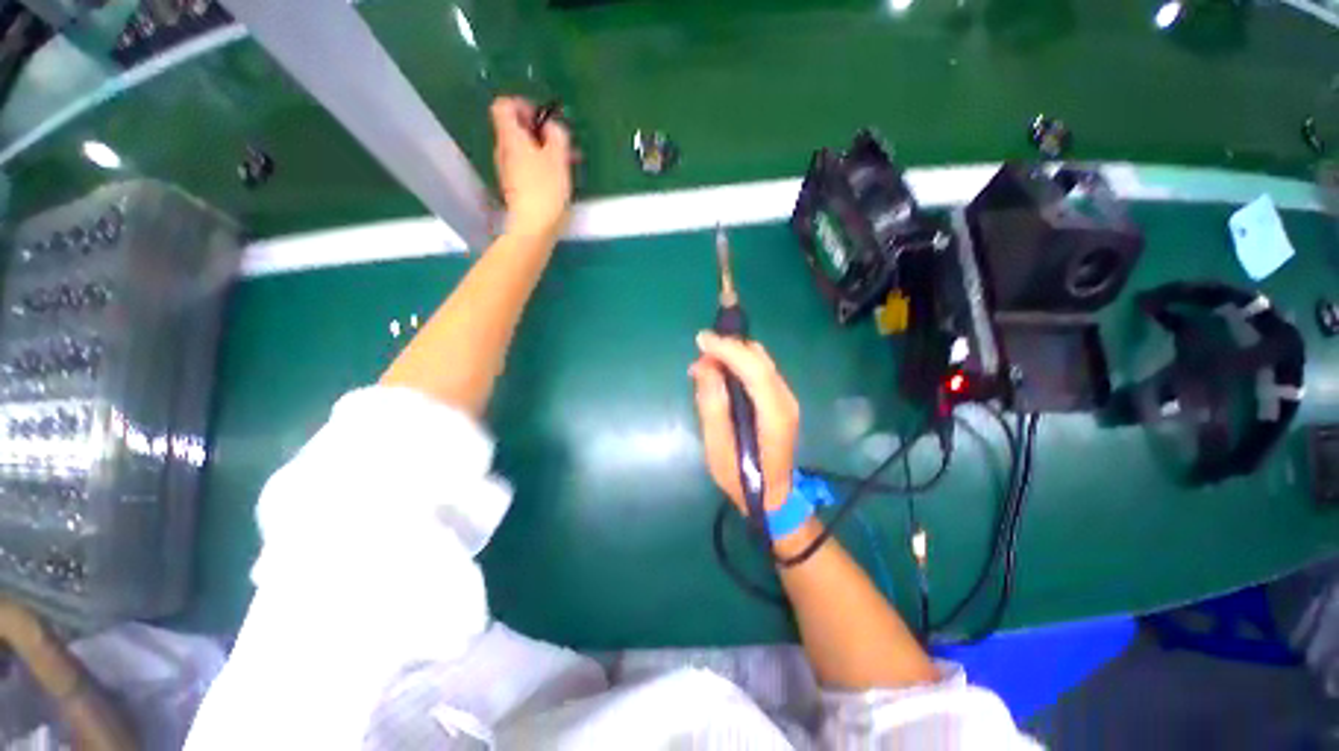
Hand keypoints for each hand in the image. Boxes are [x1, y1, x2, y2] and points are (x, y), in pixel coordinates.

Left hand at [490, 97, 573, 237]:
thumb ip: (557, 135)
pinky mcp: (515, 188)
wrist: (534, 227)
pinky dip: (540, 165)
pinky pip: (526, 167)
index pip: (504, 106)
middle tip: (560, 141)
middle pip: (514, 128)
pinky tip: (558, 177)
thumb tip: (552, 127)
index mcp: (510, 137)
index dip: (523, 105)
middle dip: (538, 130)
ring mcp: (508, 171)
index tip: (543, 118)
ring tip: (565, 161)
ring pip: (523, 149)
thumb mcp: (558, 157)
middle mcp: (503, 151)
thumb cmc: (546, 189)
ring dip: (543, 149)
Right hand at [690, 331, 799, 514]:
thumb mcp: (718, 447)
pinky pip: (760, 370)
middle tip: (700, 356)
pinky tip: (721, 374)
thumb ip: (712, 406)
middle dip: (728, 348)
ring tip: (706, 365)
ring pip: (760, 361)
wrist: (774, 496)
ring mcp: (786, 398)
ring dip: (733, 355)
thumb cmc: (742, 477)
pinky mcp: (781, 400)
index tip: (702, 340)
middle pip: (760, 359)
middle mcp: (786, 400)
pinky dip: (739, 364)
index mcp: (774, 414)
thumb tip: (704, 367)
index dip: (728, 349)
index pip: (755, 369)